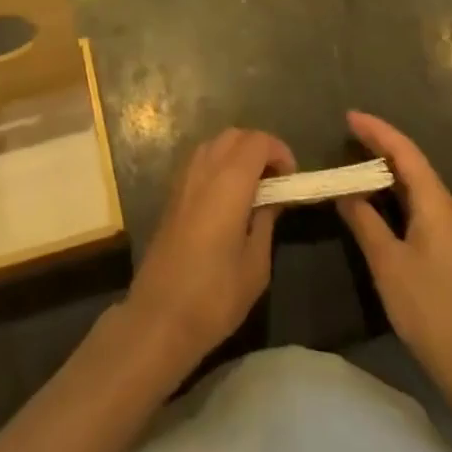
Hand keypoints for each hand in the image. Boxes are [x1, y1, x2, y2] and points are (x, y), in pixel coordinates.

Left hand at [124, 128, 295, 373]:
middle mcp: (204, 169)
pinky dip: (219, 163)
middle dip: (259, 147)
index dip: (279, 151)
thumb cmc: (214, 296)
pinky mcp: (172, 193)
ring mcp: (184, 179)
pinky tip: (227, 196)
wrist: (159, 316)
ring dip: (237, 153)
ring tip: (254, 186)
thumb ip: (266, 222)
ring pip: (214, 143)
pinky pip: (200, 160)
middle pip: (235, 135)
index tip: (292, 177)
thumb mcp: (255, 265)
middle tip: (276, 179)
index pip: (258, 141)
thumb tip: (272, 199)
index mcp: (229, 182)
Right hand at [337, 110, 451, 403]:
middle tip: (350, 132)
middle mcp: (446, 207)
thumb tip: (345, 192)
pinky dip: (395, 192)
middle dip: (382, 144)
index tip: (349, 116)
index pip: (405, 152)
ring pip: (416, 184)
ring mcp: (450, 229)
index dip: (377, 131)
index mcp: (435, 202)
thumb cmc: (428, 306)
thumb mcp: (387, 262)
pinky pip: (418, 204)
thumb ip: (365, 221)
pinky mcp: (447, 249)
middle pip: (413, 163)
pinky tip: (379, 200)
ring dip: (388, 169)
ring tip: (359, 159)